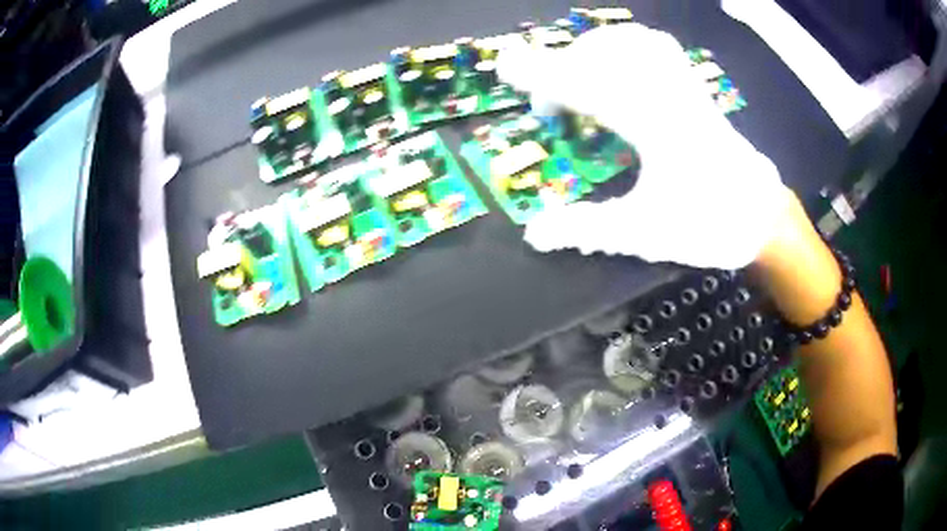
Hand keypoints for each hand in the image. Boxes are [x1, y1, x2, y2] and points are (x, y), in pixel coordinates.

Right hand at [497, 24, 788, 269]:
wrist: (761, 217)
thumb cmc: (708, 226)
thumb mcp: (644, 234)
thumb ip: (586, 229)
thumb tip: (534, 233)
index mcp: (655, 125)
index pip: (587, 85)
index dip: (541, 74)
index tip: (505, 67)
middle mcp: (669, 93)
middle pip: (604, 53)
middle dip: (562, 68)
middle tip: (551, 107)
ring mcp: (684, 84)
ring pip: (630, 40)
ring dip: (591, 52)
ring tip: (577, 78)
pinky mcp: (693, 86)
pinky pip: (655, 45)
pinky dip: (624, 45)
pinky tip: (617, 64)